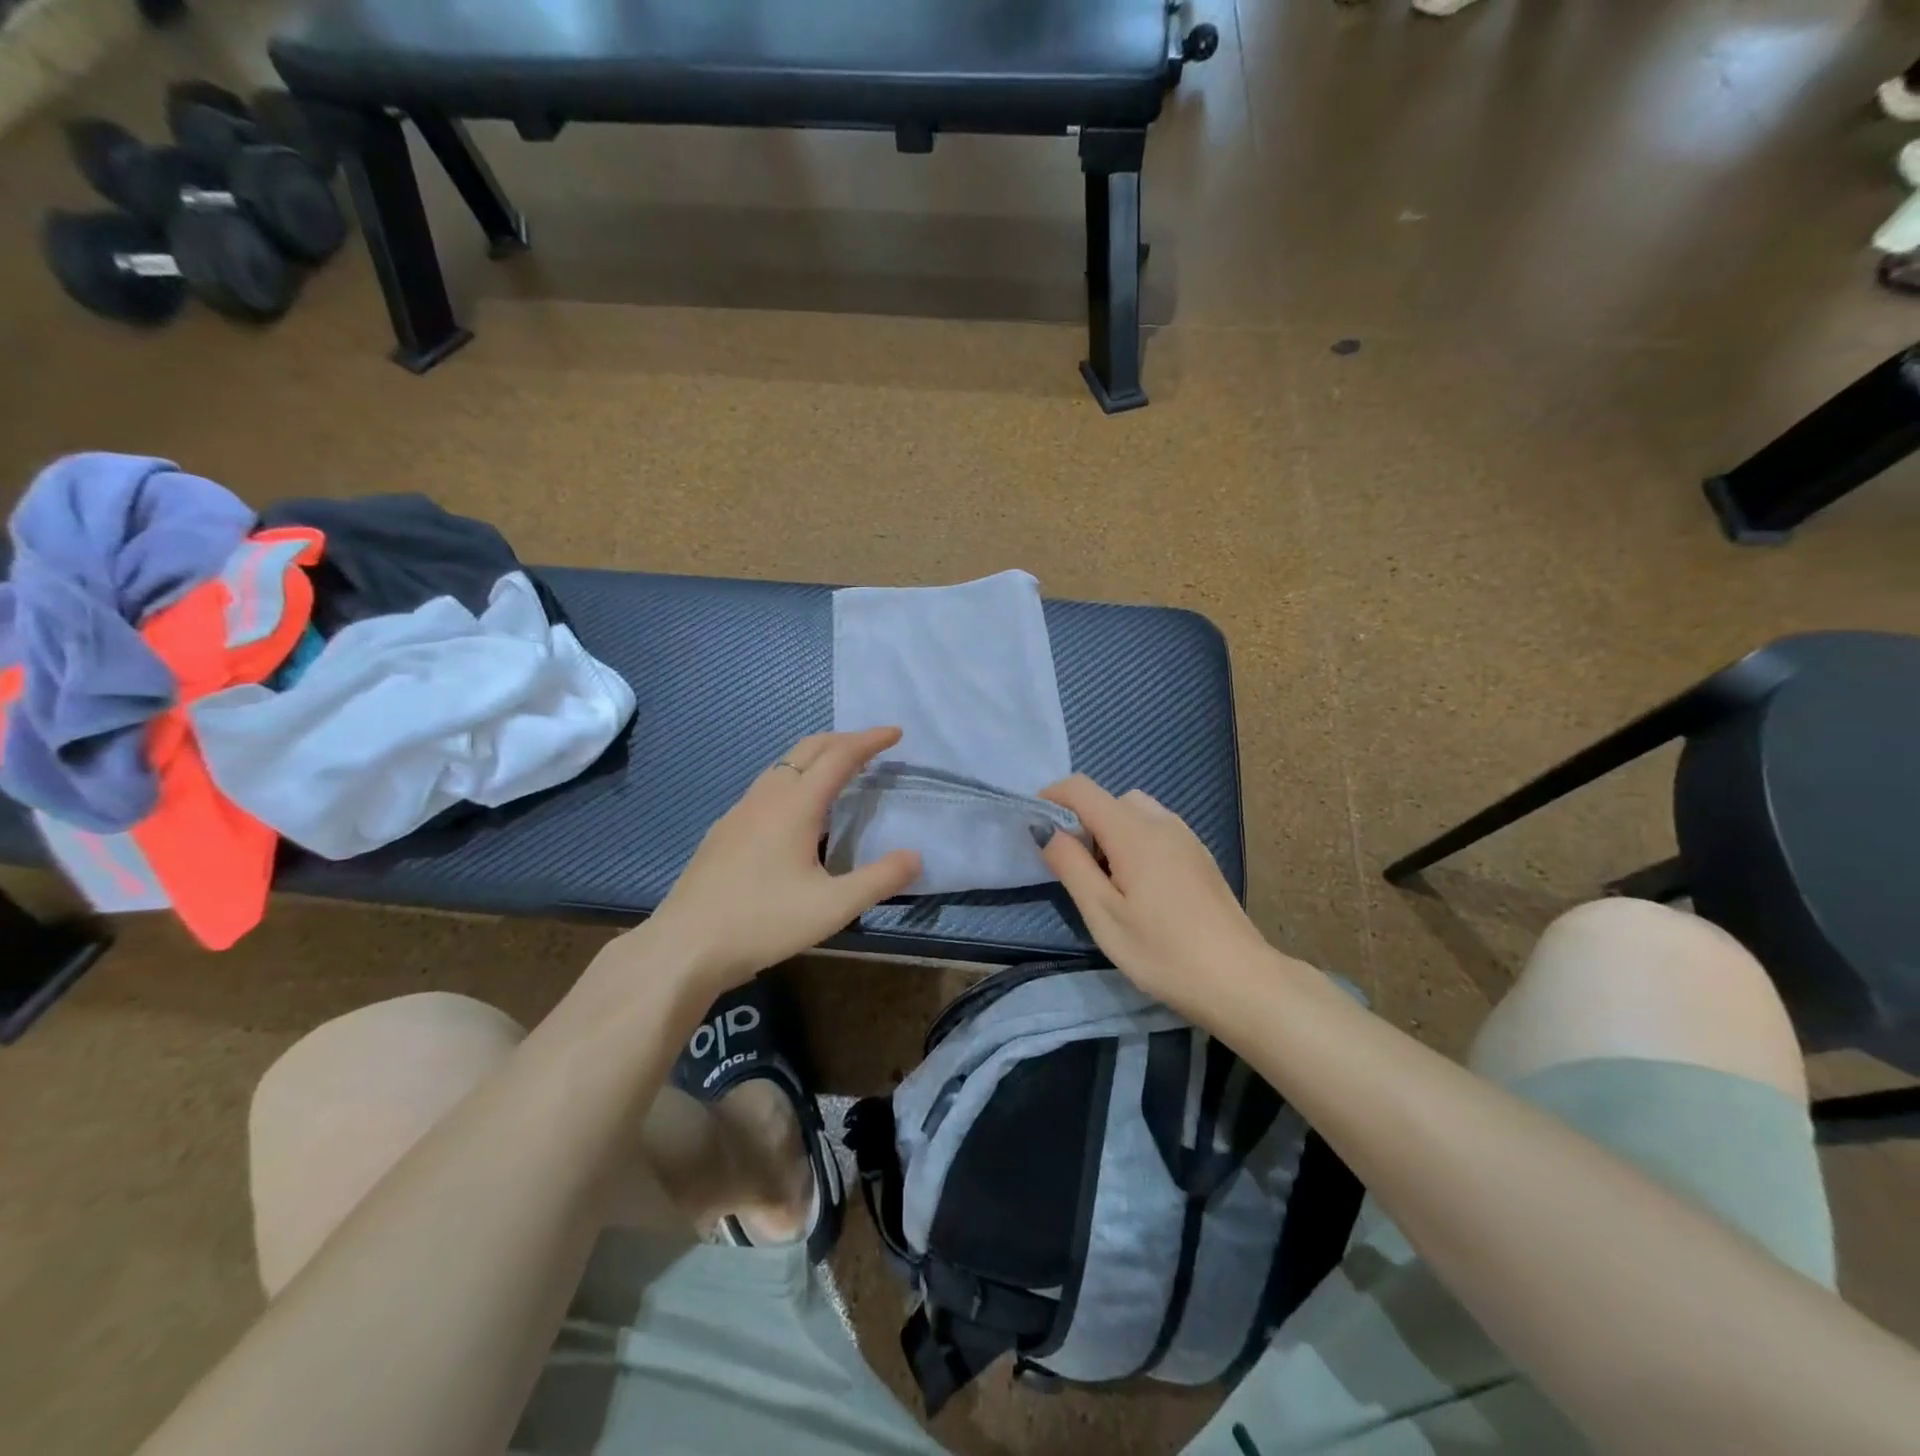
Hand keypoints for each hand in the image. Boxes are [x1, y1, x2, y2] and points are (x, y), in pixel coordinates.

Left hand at [641, 728, 921, 994]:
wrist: (685, 946)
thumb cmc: (763, 922)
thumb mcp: (833, 907)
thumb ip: (879, 880)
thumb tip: (915, 856)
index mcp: (795, 805)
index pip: (839, 756)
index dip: (869, 741)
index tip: (895, 733)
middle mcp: (767, 797)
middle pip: (808, 748)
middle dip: (843, 739)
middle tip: (872, 746)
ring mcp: (740, 811)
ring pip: (783, 765)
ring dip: (816, 757)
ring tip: (840, 773)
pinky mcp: (725, 830)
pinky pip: (767, 786)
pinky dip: (794, 778)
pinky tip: (795, 812)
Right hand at [1038, 774, 1272, 1017]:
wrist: (1240, 980)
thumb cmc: (1163, 951)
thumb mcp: (1103, 914)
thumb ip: (1070, 865)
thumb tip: (1046, 829)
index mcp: (1133, 830)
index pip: (1081, 788)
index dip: (1051, 798)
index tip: (1035, 828)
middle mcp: (1161, 821)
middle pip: (1109, 799)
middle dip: (1083, 820)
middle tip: (1075, 868)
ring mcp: (1186, 837)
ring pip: (1136, 812)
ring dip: (1111, 831)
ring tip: (1108, 881)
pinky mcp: (1200, 856)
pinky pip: (1157, 830)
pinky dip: (1135, 841)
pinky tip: (1141, 888)